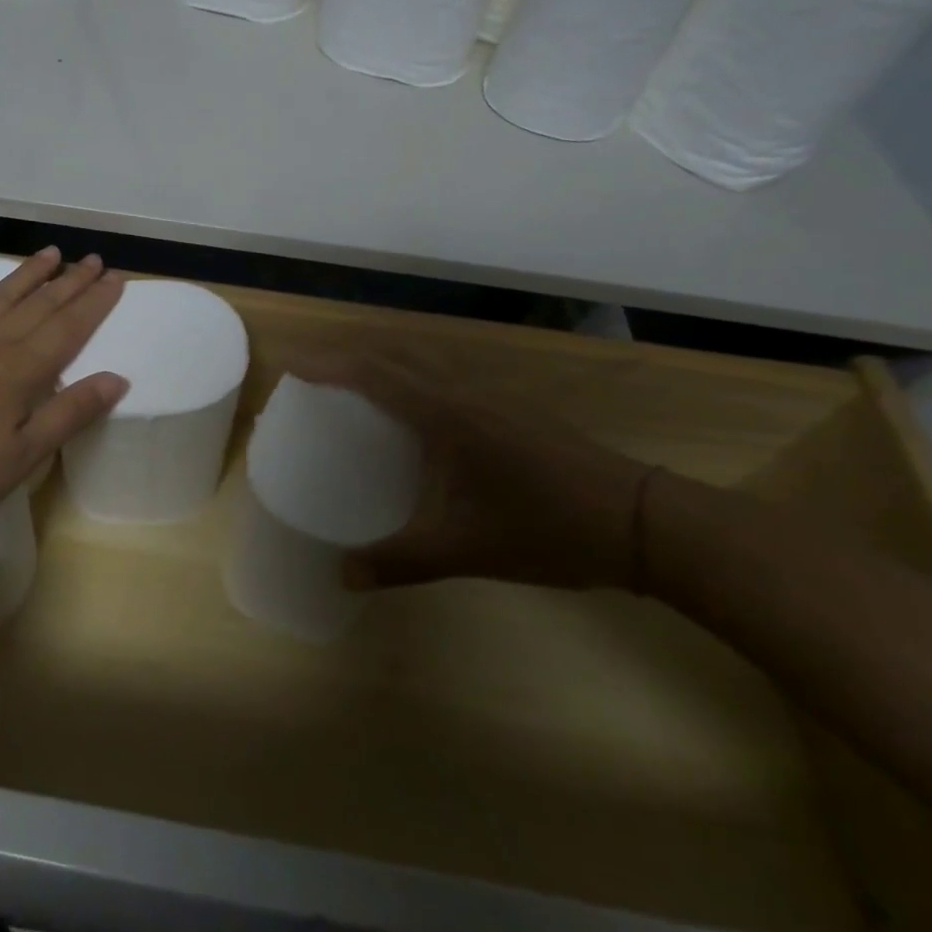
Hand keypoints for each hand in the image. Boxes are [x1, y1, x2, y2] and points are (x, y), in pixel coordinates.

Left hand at [0, 247, 128, 536]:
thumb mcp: (20, 458)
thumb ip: (68, 414)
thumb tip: (116, 378)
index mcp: (18, 373)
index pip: (68, 329)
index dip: (94, 303)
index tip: (116, 279)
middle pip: (38, 307)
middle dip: (70, 283)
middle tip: (95, 260)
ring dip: (27, 275)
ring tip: (52, 253)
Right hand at [292, 354, 656, 592]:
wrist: (640, 520)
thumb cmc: (546, 529)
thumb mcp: (467, 551)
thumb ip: (400, 562)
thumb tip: (343, 576)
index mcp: (446, 415)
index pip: (374, 374)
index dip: (328, 364)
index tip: (291, 363)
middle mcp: (463, 392)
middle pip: (393, 356)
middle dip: (347, 355)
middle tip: (311, 374)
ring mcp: (491, 395)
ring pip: (421, 361)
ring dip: (381, 362)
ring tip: (350, 386)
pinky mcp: (509, 407)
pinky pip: (443, 377)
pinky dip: (410, 378)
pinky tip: (410, 414)